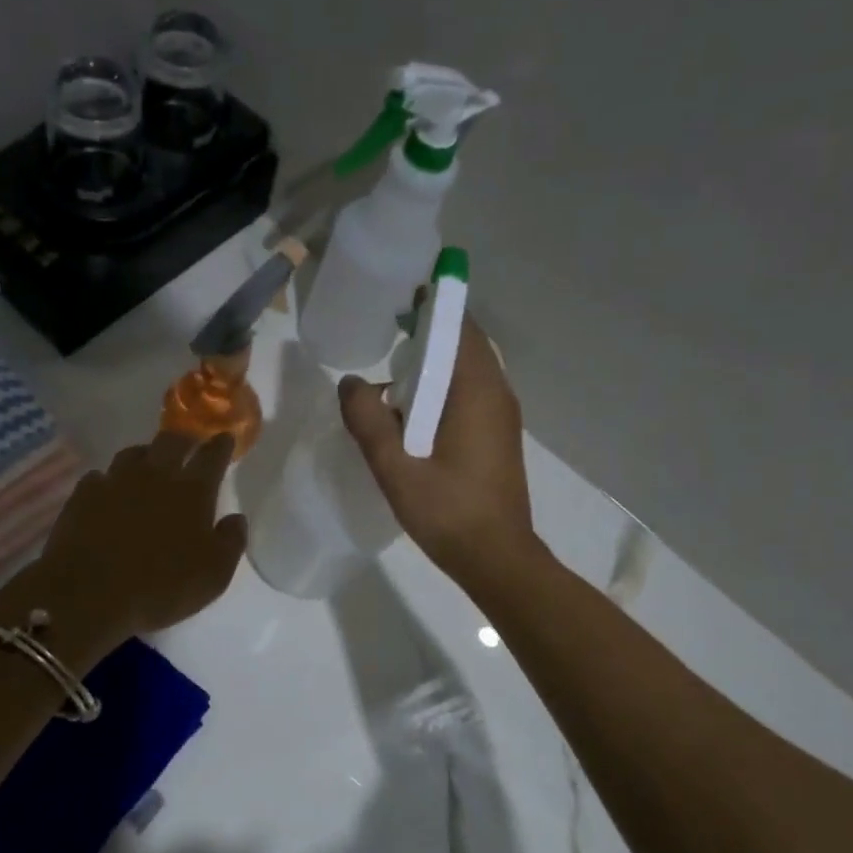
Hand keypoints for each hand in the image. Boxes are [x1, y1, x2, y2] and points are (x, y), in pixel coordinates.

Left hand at [4, 431, 246, 664]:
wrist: (88, 595)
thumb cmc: (160, 588)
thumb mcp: (213, 576)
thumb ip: (230, 542)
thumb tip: (236, 518)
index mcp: (192, 492)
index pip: (212, 456)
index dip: (221, 445)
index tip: (225, 438)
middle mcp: (155, 475)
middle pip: (172, 441)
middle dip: (185, 439)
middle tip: (189, 444)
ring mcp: (115, 481)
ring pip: (133, 453)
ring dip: (146, 454)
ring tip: (149, 463)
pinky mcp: (83, 494)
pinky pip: (100, 476)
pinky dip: (109, 480)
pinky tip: (109, 492)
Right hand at [338, 313, 535, 591]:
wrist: (497, 558)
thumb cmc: (448, 512)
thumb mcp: (395, 468)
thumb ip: (368, 421)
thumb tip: (350, 382)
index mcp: (476, 391)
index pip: (460, 327)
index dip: (434, 304)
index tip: (401, 293)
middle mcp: (497, 393)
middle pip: (465, 343)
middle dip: (429, 330)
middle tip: (387, 326)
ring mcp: (502, 415)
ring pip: (468, 369)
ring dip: (435, 360)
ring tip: (393, 367)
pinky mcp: (498, 435)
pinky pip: (470, 392)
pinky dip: (443, 385)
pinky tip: (413, 408)